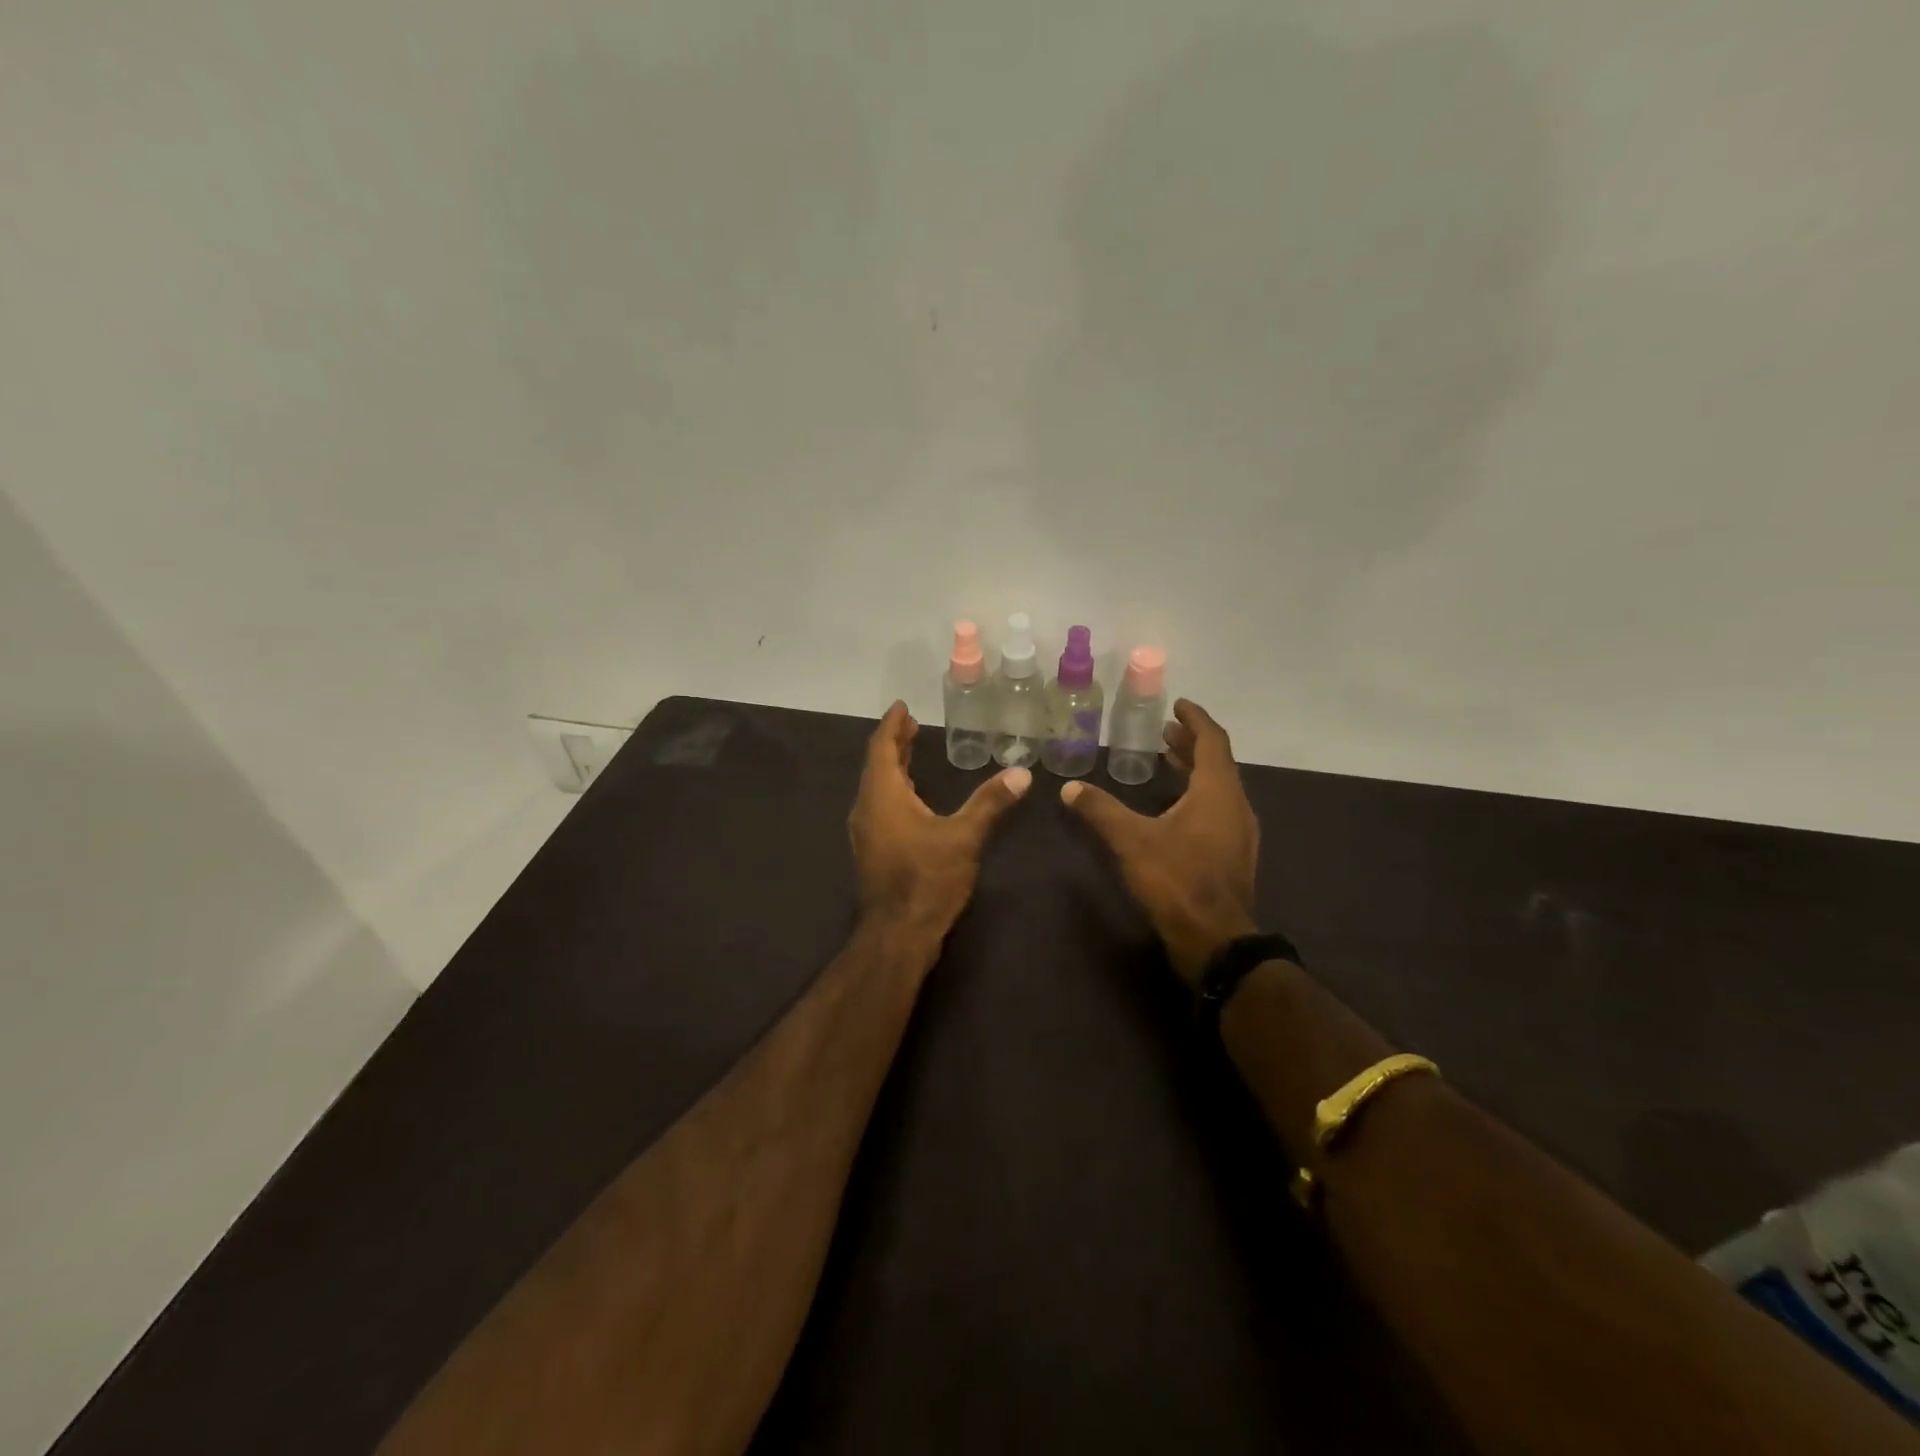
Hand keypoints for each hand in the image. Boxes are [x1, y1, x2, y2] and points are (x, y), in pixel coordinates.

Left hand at [850, 702, 1030, 940]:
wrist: (897, 933)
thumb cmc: (927, 879)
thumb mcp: (964, 837)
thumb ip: (990, 802)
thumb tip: (1021, 773)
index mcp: (882, 795)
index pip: (882, 747)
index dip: (892, 725)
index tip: (902, 706)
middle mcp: (867, 808)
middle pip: (878, 765)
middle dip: (895, 743)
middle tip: (912, 725)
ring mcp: (866, 832)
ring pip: (877, 787)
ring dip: (894, 768)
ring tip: (913, 753)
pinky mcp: (874, 850)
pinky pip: (880, 806)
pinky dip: (895, 790)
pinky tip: (913, 800)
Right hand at [1061, 700, 1260, 984]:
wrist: (1216, 941)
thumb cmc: (1177, 880)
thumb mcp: (1132, 841)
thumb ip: (1100, 810)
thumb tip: (1069, 788)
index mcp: (1217, 791)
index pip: (1212, 741)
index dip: (1195, 719)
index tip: (1178, 705)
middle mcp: (1236, 806)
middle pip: (1217, 763)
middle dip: (1191, 744)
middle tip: (1164, 732)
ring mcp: (1239, 833)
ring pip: (1219, 788)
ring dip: (1195, 771)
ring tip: (1167, 762)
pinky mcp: (1234, 856)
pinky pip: (1218, 810)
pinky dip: (1198, 796)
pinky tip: (1174, 810)